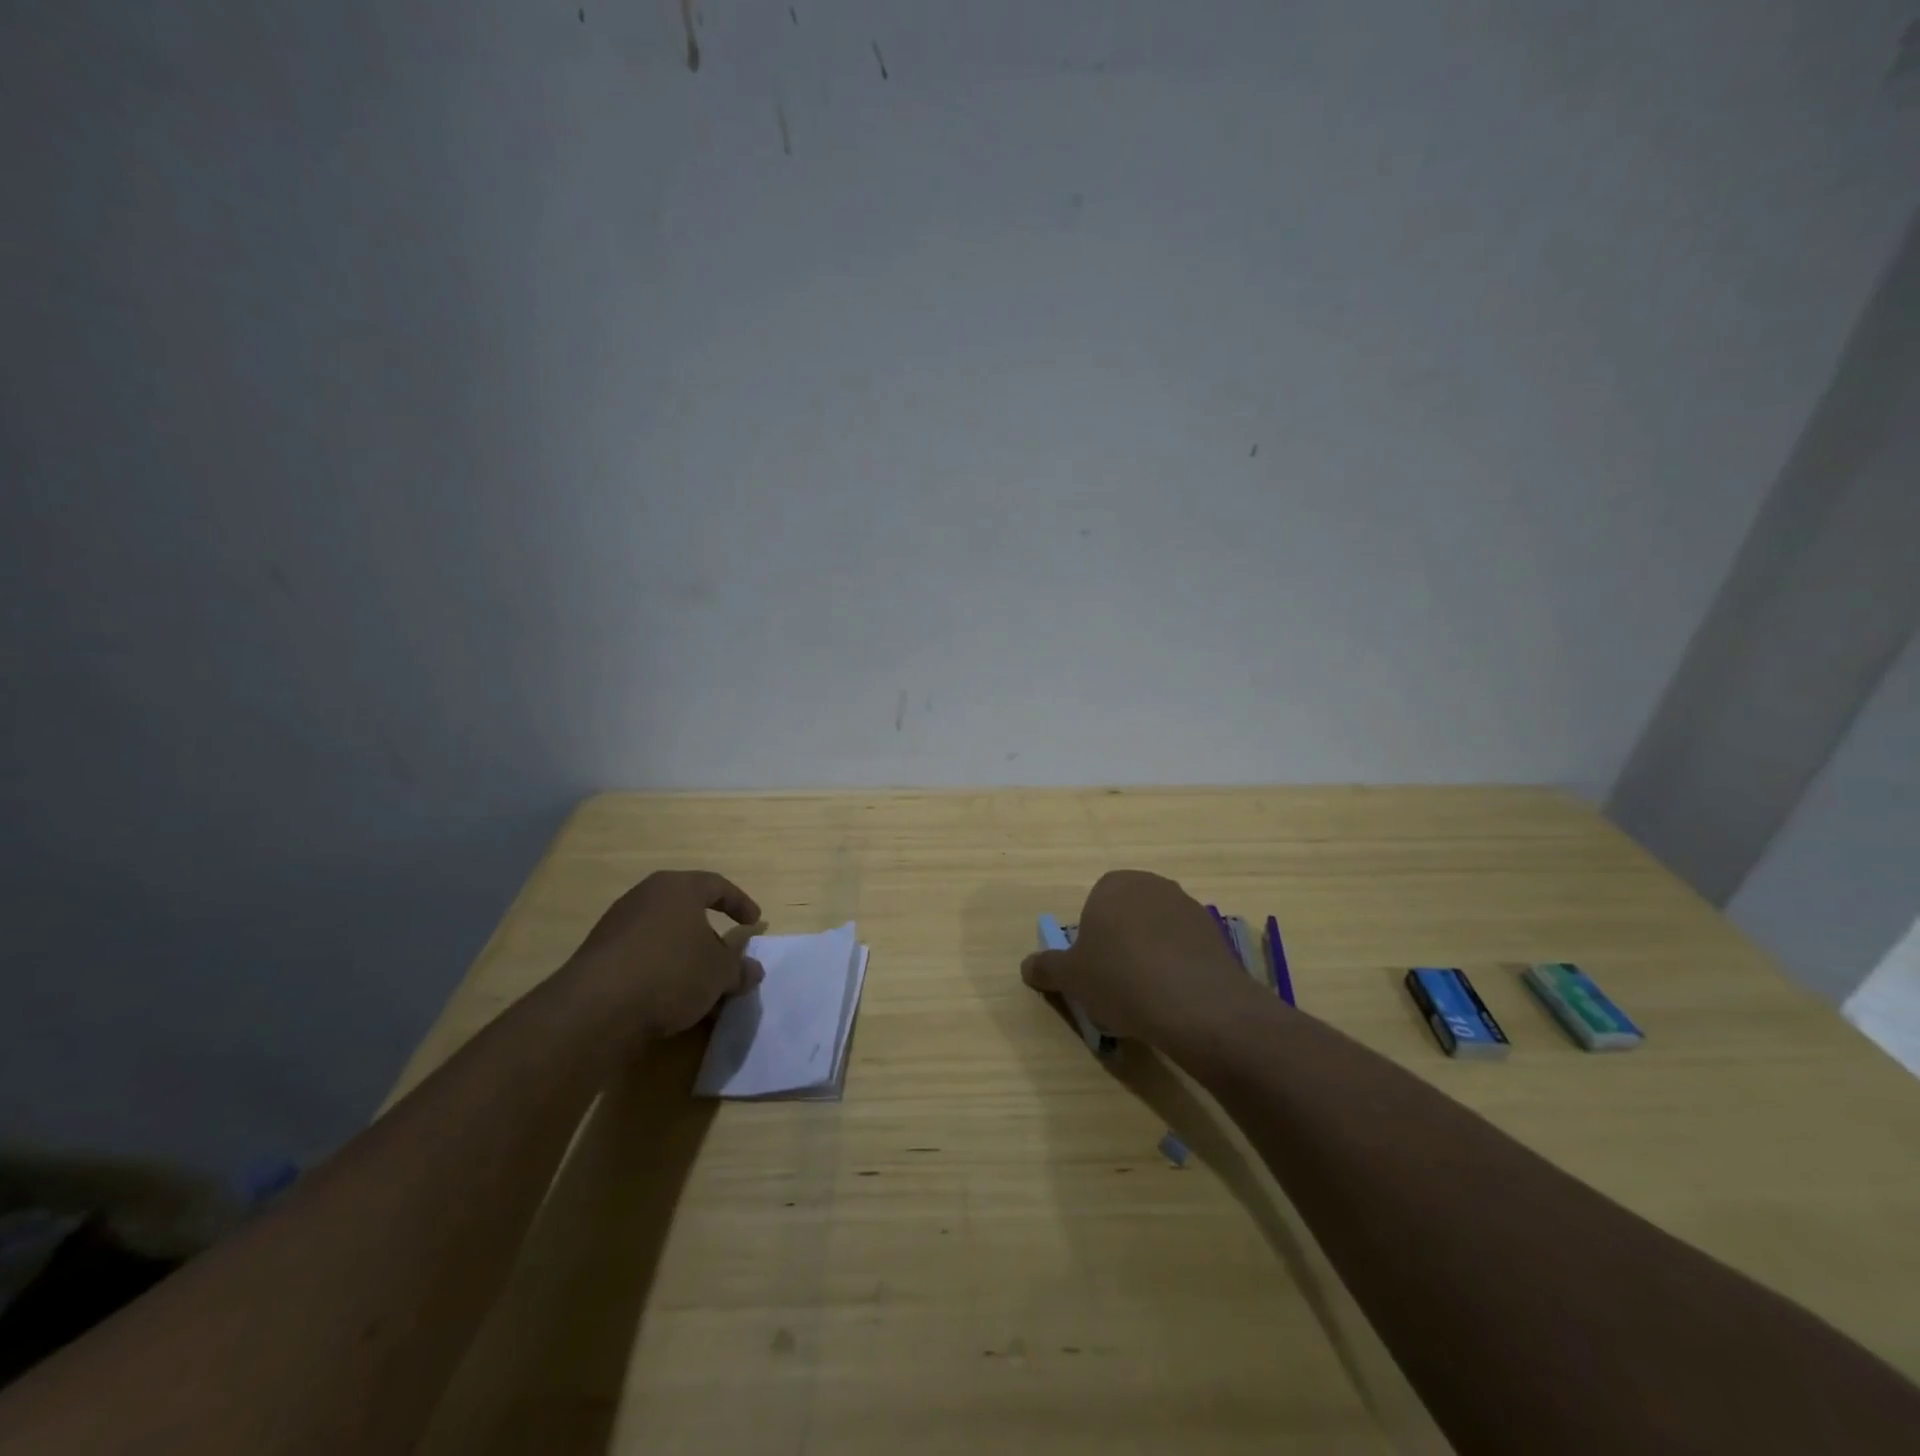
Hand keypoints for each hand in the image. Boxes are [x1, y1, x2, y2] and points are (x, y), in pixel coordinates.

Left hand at [563, 870, 764, 1039]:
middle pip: (687, 912)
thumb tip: (753, 970)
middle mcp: (645, 898)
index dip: (740, 903)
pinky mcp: (599, 957)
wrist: (596, 1008)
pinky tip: (670, 1003)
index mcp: (678, 888)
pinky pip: (642, 958)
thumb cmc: (672, 972)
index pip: (717, 886)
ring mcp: (617, 926)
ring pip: (664, 938)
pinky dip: (661, 973)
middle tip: (726, 961)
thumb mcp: (719, 973)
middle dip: (710, 938)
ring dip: (686, 960)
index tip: (754, 923)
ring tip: (701, 991)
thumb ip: (739, 969)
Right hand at [1020, 870, 1268, 1048]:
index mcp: (1113, 885)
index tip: (1092, 971)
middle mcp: (1152, 885)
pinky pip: (1185, 950)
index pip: (1094, 906)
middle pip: (1127, 916)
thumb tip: (1027, 965)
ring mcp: (1188, 907)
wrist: (1195, 1004)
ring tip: (1147, 998)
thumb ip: (1046, 967)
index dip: (1091, 940)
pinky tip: (1174, 1000)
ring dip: (1150, 956)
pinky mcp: (1215, 934)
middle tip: (1115, 985)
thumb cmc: (1120, 979)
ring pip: (1157, 932)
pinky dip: (1178, 969)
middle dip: (1120, 945)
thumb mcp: (1070, 978)